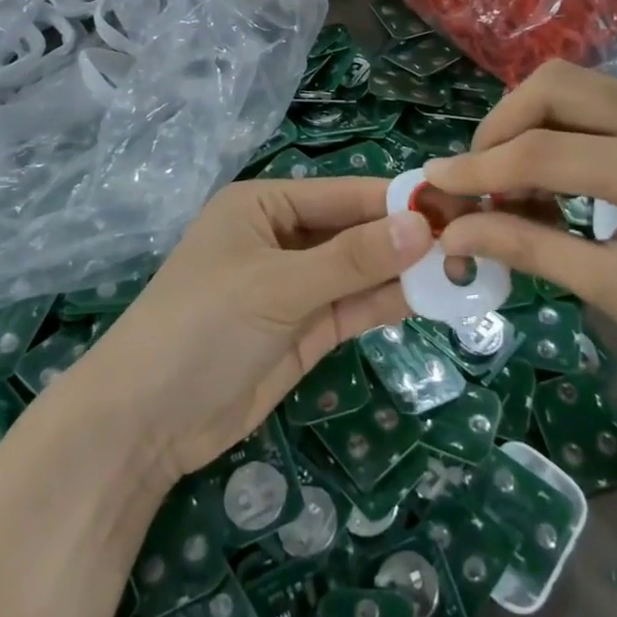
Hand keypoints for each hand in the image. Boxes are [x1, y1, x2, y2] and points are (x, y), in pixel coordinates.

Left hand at [83, 179, 431, 487]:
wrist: (145, 422)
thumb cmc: (202, 326)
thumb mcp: (277, 286)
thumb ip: (351, 259)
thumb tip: (423, 227)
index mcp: (264, 204)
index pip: (343, 194)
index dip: (397, 202)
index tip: (456, 207)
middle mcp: (282, 237)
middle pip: (355, 231)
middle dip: (406, 239)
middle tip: (471, 241)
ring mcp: (294, 286)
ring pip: (359, 270)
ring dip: (403, 272)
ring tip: (464, 269)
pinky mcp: (304, 329)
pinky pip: (353, 306)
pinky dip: (387, 302)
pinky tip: (430, 298)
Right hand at [422, 61, 616, 420]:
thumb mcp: (613, 292)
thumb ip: (526, 247)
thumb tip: (451, 232)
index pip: (544, 150)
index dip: (479, 169)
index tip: (434, 185)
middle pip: (557, 86)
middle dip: (502, 127)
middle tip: (480, 180)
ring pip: (580, 86)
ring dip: (532, 125)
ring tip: (513, 183)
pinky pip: (608, 104)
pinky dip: (567, 130)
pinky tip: (558, 175)